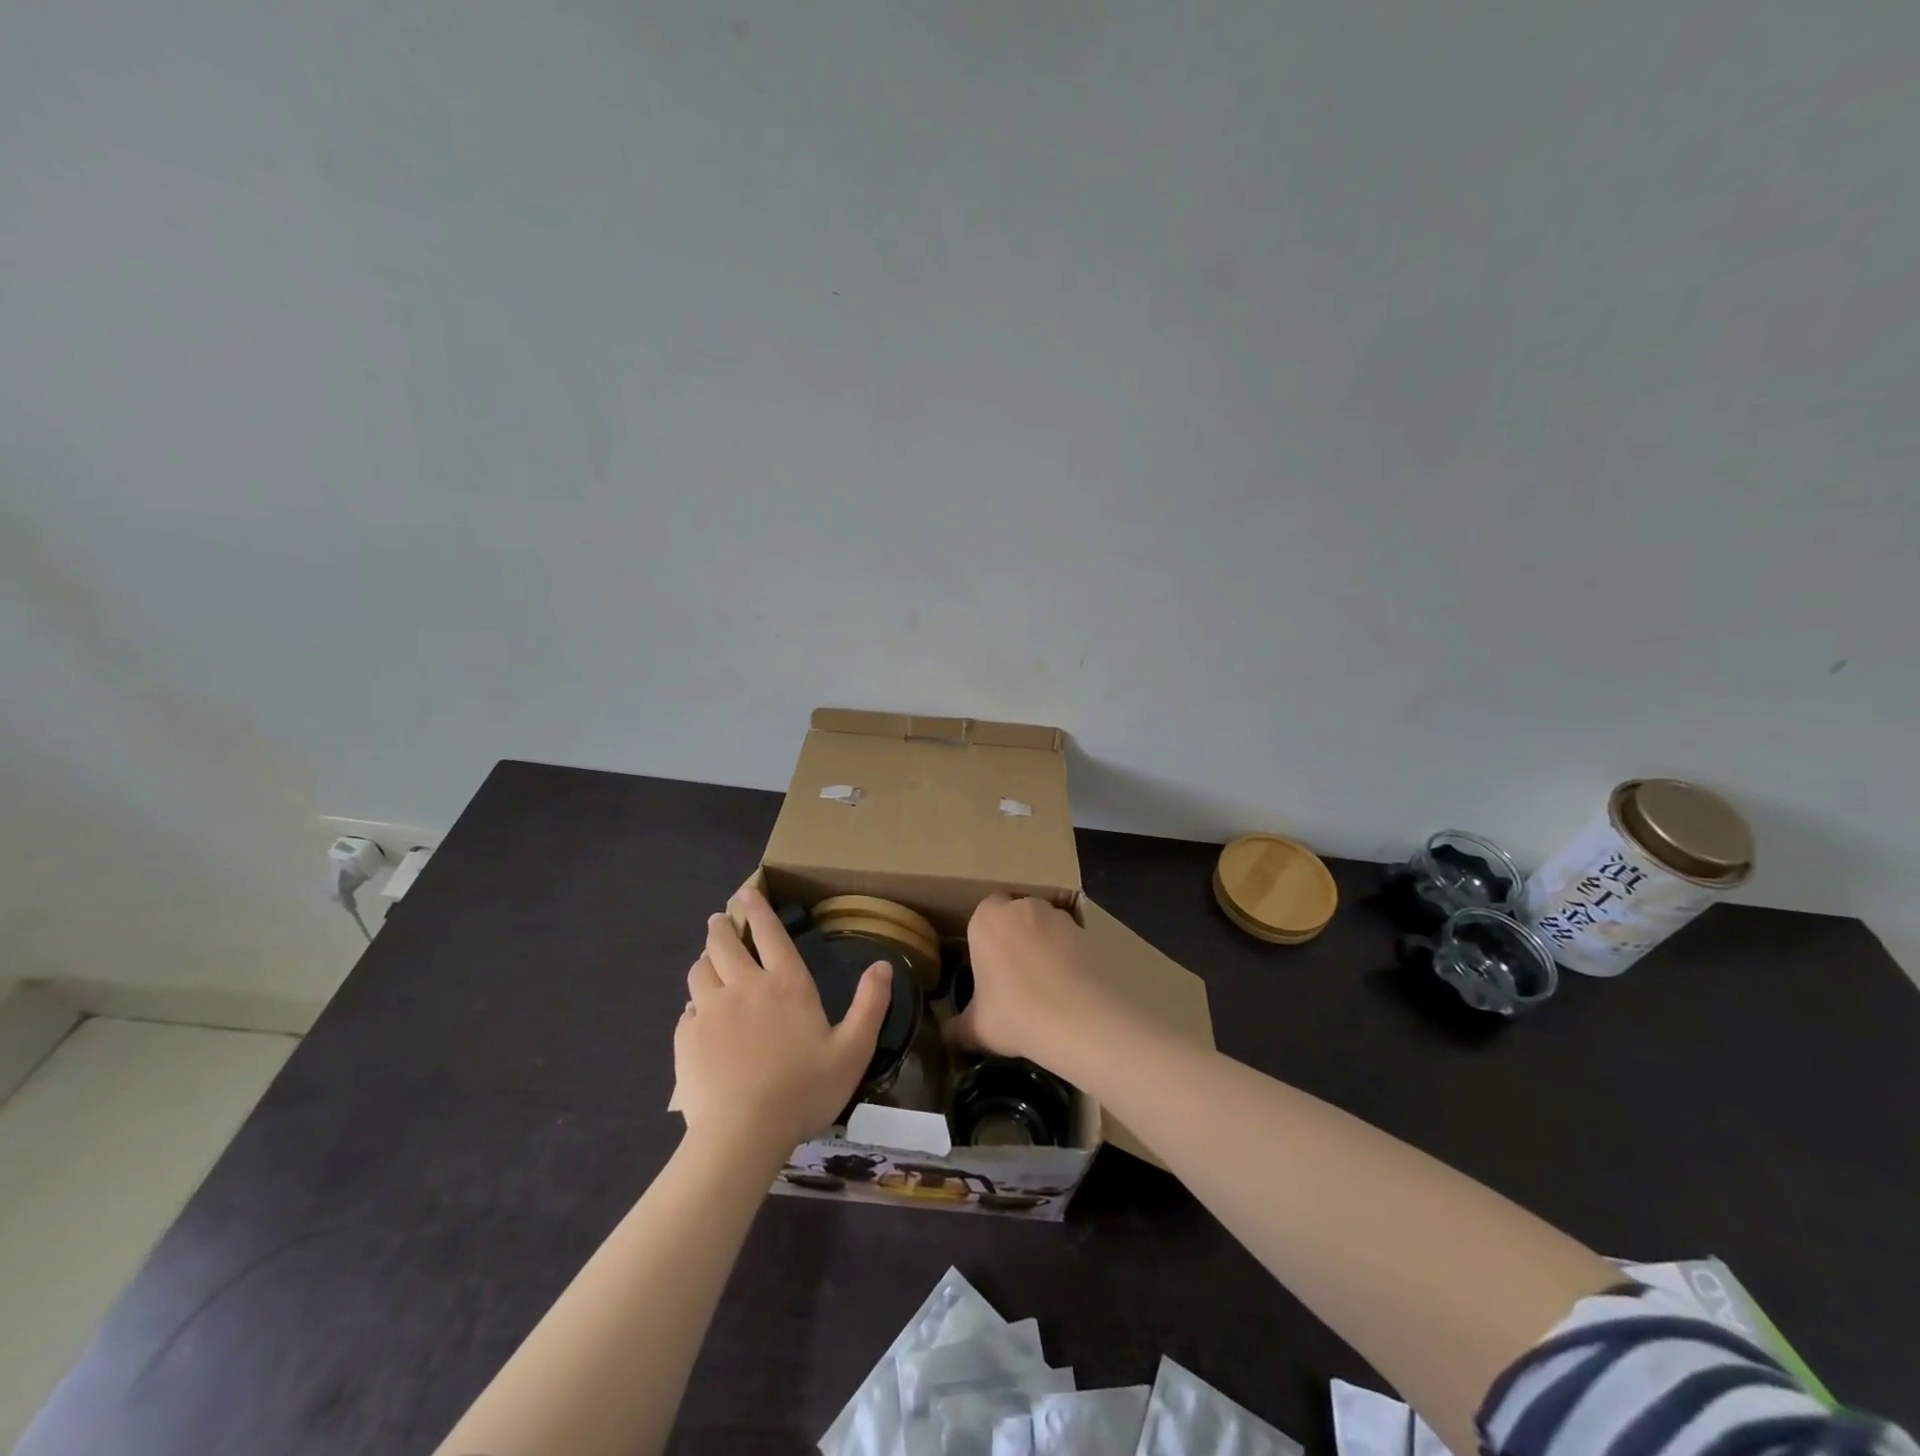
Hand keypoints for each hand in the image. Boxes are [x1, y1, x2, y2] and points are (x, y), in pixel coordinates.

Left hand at [674, 887, 892, 1154]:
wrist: (743, 1133)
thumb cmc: (805, 1090)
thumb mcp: (853, 1050)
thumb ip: (870, 1005)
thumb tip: (883, 965)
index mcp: (786, 984)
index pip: (769, 933)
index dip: (757, 910)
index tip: (746, 893)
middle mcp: (745, 986)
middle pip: (724, 944)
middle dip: (721, 927)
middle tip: (719, 921)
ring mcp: (710, 1011)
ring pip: (700, 971)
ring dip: (705, 961)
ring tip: (707, 962)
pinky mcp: (686, 1038)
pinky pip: (687, 1010)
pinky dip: (694, 1005)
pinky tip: (698, 1015)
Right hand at [948, 894, 1113, 1067]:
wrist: (1079, 1019)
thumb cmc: (1015, 1014)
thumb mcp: (975, 1029)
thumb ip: (957, 1027)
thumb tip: (948, 1036)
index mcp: (987, 919)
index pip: (980, 916)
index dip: (984, 941)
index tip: (986, 970)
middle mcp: (1022, 907)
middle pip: (1013, 917)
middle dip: (1012, 939)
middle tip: (1013, 978)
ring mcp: (1058, 916)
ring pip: (1043, 927)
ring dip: (1042, 946)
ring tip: (1045, 986)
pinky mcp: (1087, 932)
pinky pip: (1069, 941)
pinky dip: (1067, 957)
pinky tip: (1068, 989)